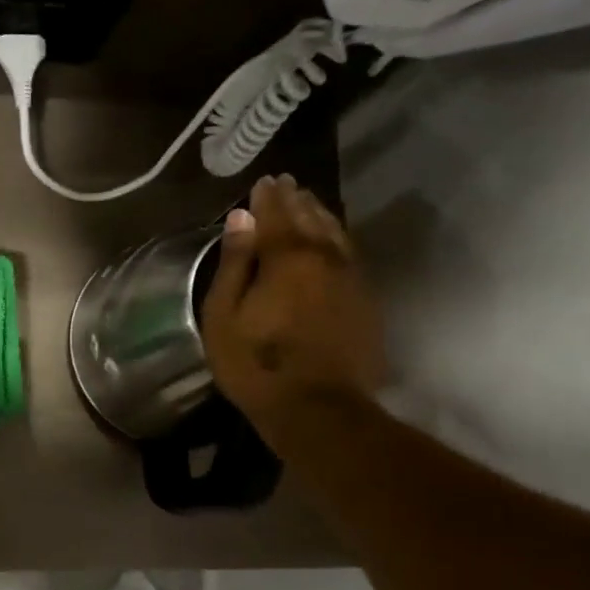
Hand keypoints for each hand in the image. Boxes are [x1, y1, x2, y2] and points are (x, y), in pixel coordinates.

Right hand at [201, 173, 385, 451]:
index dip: (267, 197)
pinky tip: (331, 240)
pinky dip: (337, 238)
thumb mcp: (224, 316)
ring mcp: (351, 278)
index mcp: (287, 258)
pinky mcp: (365, 300)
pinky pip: (349, 254)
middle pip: (310, 218)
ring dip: (320, 214)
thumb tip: (241, 218)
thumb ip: (234, 263)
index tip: (262, 181)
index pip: (277, 214)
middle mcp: (325, 257)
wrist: (319, 408)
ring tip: (308, 202)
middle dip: (296, 199)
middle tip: (286, 184)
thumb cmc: (256, 364)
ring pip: (336, 233)